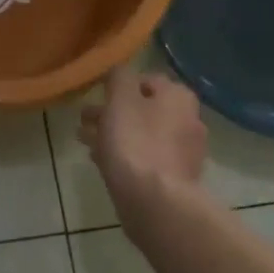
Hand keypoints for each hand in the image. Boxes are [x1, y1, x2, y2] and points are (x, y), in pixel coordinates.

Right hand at [79, 66, 207, 205]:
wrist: (155, 202)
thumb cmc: (135, 143)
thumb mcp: (120, 100)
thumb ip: (118, 77)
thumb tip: (119, 71)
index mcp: (179, 97)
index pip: (146, 80)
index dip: (119, 85)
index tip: (97, 95)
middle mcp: (188, 120)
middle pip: (144, 109)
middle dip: (113, 112)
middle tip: (85, 119)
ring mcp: (184, 152)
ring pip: (142, 135)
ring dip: (115, 134)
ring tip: (85, 140)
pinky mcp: (175, 179)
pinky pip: (145, 159)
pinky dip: (124, 155)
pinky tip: (101, 161)